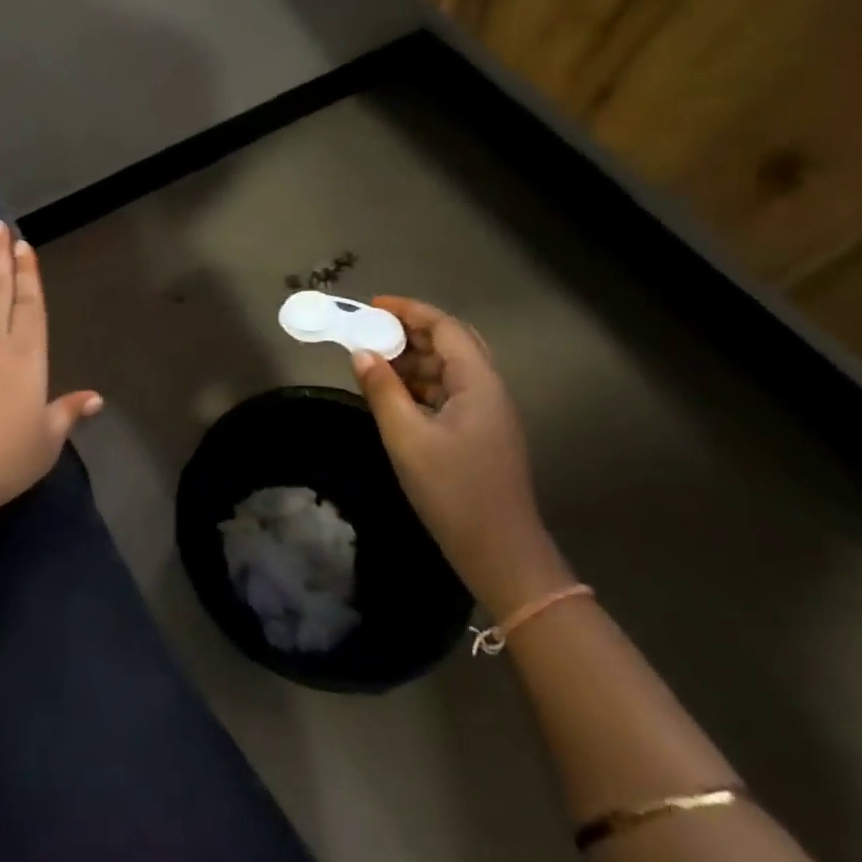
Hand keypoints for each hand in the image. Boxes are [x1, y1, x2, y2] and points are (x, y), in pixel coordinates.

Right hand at [351, 297, 572, 617]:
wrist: (501, 554)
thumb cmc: (454, 491)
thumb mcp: (407, 438)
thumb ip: (382, 390)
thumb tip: (360, 353)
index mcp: (479, 383)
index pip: (445, 327)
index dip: (409, 310)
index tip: (371, 306)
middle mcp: (489, 390)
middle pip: (451, 343)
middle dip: (410, 332)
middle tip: (370, 332)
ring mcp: (487, 414)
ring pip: (449, 370)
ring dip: (413, 360)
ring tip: (374, 362)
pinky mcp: (480, 435)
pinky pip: (449, 393)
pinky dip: (420, 385)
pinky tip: (394, 396)